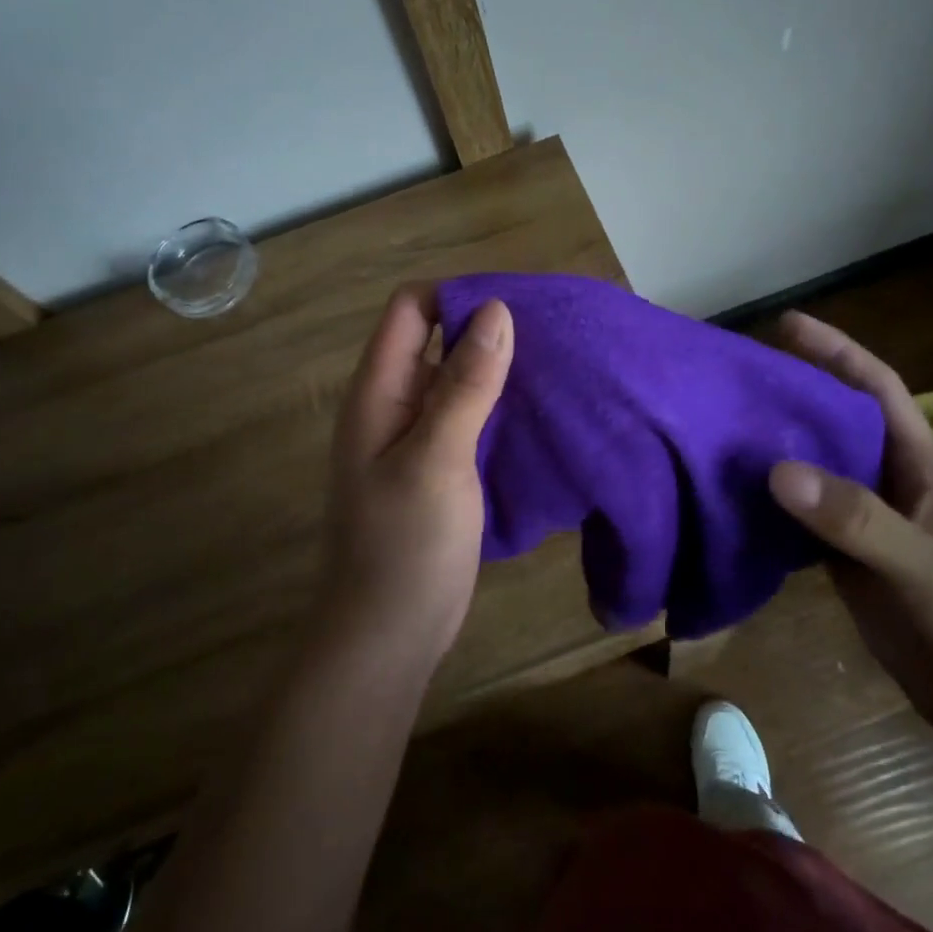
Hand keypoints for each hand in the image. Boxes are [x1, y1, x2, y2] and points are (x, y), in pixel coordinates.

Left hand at [322, 284, 512, 660]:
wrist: (388, 636)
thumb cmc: (406, 546)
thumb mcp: (438, 458)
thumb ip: (466, 384)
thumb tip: (497, 309)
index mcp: (379, 391)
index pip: (411, 310)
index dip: (457, 295)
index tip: (514, 306)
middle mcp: (394, 404)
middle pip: (436, 339)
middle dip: (485, 329)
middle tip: (548, 333)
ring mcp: (416, 437)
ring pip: (457, 379)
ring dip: (497, 368)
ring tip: (553, 364)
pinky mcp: (440, 467)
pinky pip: (468, 416)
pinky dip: (498, 405)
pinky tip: (537, 410)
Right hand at [766, 311, 932, 739]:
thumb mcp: (928, 568)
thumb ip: (857, 519)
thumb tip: (777, 470)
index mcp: (922, 464)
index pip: (876, 389)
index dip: (836, 351)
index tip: (785, 324)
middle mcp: (891, 482)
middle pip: (833, 423)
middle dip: (789, 396)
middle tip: (729, 380)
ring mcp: (867, 522)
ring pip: (813, 470)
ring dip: (772, 450)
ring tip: (716, 430)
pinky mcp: (847, 560)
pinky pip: (802, 518)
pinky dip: (769, 505)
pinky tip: (731, 498)